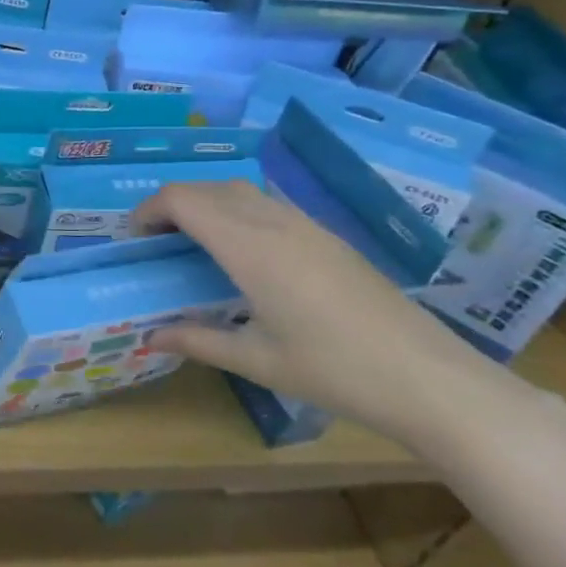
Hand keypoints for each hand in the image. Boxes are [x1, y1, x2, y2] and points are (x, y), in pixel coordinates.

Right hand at [130, 180, 516, 451]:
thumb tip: (150, 337)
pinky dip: (236, 211)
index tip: (134, 239)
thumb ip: (197, 340)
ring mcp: (305, 225)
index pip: (182, 200)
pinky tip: (241, 251)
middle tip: (156, 241)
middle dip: (171, 204)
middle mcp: (274, 222)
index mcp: (248, 247)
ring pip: (239, 190)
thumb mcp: (256, 360)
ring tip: (192, 241)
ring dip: (205, 203)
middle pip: (207, 187)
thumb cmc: (334, 371)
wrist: (430, 379)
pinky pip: (266, 203)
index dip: (148, 210)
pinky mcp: (327, 236)